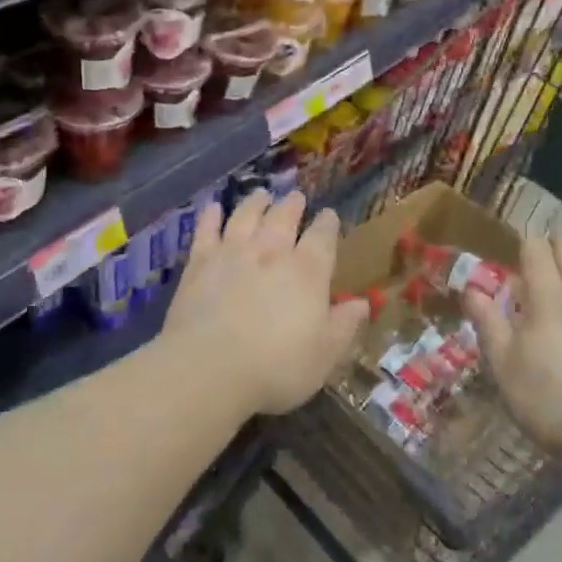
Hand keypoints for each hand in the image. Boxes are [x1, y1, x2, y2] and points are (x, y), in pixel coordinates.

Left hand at [160, 191, 369, 416]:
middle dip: (293, 205)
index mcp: (307, 271)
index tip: (330, 215)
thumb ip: (343, 326)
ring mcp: (233, 252)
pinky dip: (211, 216)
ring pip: (246, 215)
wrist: (209, 367)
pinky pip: (206, 230)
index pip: (322, 237)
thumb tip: (361, 303)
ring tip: (262, 194)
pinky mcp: (200, 261)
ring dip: (256, 202)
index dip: (328, 224)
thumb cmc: (276, 368)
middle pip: (283, 218)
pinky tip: (213, 208)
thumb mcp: (324, 355)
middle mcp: (271, 251)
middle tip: (296, 197)